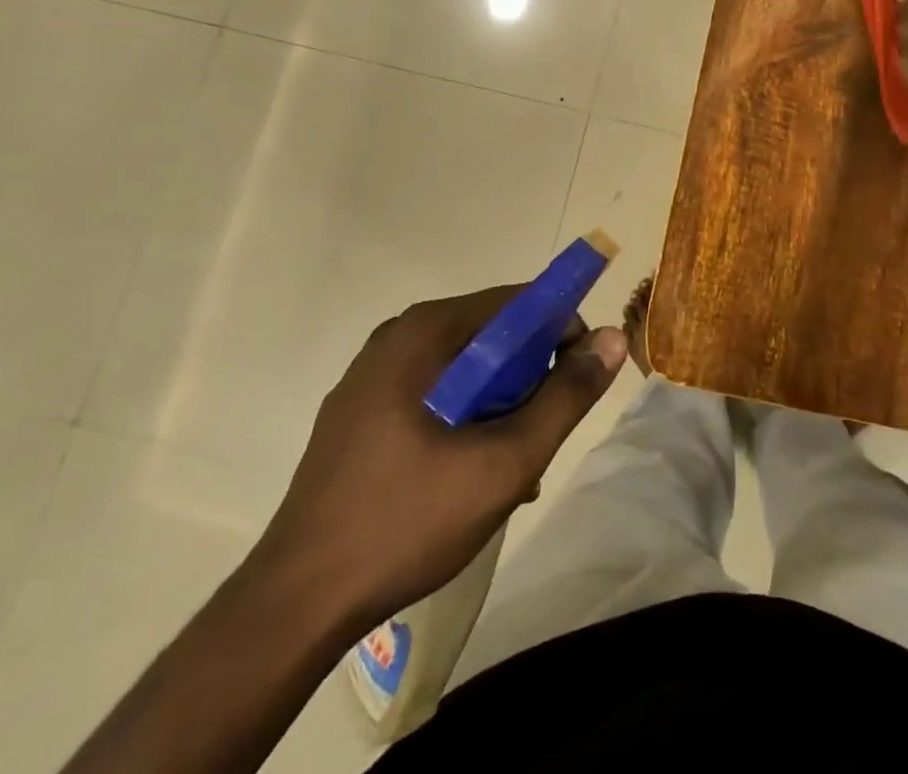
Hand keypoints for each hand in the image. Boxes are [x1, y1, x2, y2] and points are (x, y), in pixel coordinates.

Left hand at [251, 288, 625, 632]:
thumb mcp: (505, 461)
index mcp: (426, 331)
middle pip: (493, 336)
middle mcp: (397, 337)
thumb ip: (566, 396)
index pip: (520, 303)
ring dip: (500, 406)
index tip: (576, 384)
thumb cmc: (407, 520)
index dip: (561, 335)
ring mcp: (372, 375)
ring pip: (466, 369)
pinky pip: (434, 393)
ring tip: (508, 469)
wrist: (295, 605)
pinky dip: (464, 419)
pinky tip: (467, 475)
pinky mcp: (359, 412)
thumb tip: (612, 337)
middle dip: (529, 381)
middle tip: (539, 438)